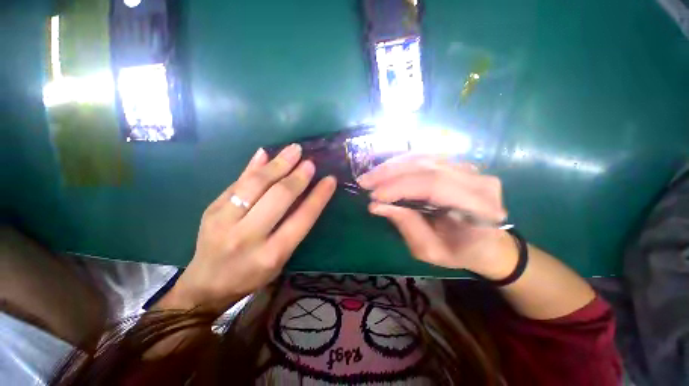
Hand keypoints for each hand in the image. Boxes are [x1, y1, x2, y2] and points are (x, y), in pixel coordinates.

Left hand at [158, 145, 336, 314]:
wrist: (207, 284)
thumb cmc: (252, 275)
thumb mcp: (280, 258)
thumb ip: (294, 225)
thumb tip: (308, 193)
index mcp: (272, 254)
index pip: (302, 219)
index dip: (318, 197)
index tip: (330, 180)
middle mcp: (248, 237)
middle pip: (278, 198)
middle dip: (298, 177)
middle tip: (310, 162)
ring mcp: (224, 222)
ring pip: (255, 184)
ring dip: (277, 164)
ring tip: (293, 150)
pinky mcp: (210, 210)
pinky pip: (237, 182)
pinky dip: (253, 166)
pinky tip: (265, 154)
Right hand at [357, 156, 517, 278]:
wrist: (487, 243)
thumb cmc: (460, 252)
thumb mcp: (430, 250)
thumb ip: (406, 225)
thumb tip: (376, 205)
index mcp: (480, 209)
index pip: (434, 185)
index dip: (400, 187)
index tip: (373, 196)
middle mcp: (478, 181)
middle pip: (427, 167)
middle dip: (390, 173)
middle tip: (364, 181)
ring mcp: (470, 168)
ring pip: (424, 158)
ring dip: (392, 166)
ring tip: (371, 176)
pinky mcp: (458, 165)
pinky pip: (425, 158)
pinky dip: (401, 163)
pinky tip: (386, 170)